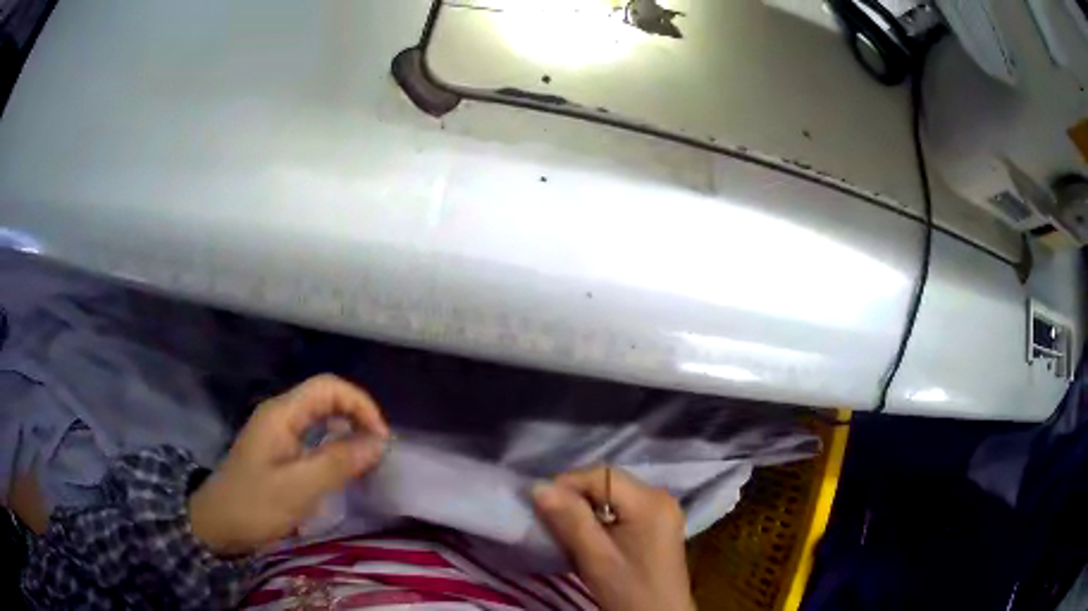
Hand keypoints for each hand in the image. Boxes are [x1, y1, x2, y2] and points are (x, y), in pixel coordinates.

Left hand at [189, 374, 389, 556]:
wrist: (217, 525)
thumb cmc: (255, 505)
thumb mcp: (299, 487)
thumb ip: (338, 462)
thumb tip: (378, 442)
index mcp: (282, 413)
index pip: (328, 387)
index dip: (360, 404)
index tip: (380, 439)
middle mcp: (280, 414)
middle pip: (326, 398)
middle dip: (356, 417)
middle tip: (378, 450)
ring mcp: (277, 432)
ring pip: (320, 418)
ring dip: (347, 432)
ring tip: (366, 459)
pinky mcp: (278, 450)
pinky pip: (313, 437)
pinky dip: (334, 446)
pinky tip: (342, 467)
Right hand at [533, 467, 694, 610]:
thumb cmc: (628, 590)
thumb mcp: (595, 557)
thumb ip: (569, 520)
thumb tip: (538, 486)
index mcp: (650, 501)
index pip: (601, 475)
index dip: (568, 484)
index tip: (542, 507)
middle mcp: (660, 496)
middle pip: (609, 482)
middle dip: (576, 496)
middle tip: (551, 519)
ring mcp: (662, 509)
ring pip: (614, 494)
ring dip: (586, 507)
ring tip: (567, 528)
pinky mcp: (658, 523)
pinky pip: (623, 507)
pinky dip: (601, 516)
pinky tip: (590, 535)